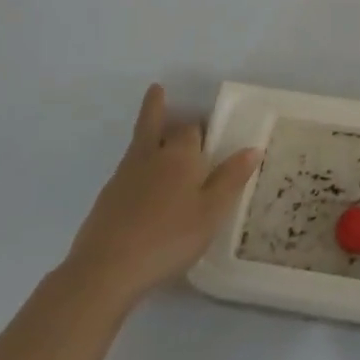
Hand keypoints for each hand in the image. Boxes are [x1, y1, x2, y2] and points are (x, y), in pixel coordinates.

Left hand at [66, 84, 260, 310]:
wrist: (107, 268)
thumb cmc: (170, 238)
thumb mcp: (212, 212)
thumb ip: (231, 179)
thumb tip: (252, 148)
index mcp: (180, 156)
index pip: (192, 129)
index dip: (201, 127)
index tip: (209, 128)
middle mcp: (150, 157)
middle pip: (152, 123)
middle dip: (156, 106)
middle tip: (157, 90)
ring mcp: (124, 176)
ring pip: (138, 144)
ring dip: (147, 133)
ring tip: (156, 134)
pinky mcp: (107, 198)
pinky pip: (128, 170)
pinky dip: (138, 166)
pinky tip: (144, 185)